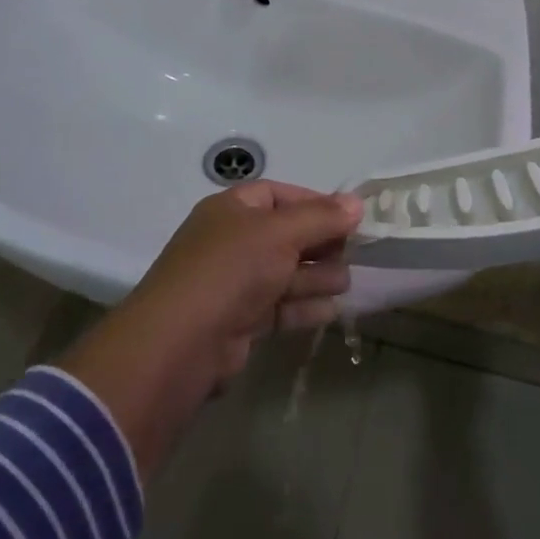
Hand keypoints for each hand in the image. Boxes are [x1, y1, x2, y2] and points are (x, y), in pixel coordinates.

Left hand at [126, 181, 359, 380]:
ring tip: (345, 283)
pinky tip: (330, 309)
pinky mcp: (240, 321)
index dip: (314, 202)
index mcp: (232, 210)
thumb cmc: (231, 270)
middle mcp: (231, 242)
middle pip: (285, 235)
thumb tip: (357, 202)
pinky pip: (279, 306)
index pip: (278, 195)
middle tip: (353, 253)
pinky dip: (304, 306)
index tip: (348, 217)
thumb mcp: (280, 233)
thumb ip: (321, 217)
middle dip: (320, 243)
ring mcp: (234, 283)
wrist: (182, 343)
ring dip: (316, 276)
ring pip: (284, 273)